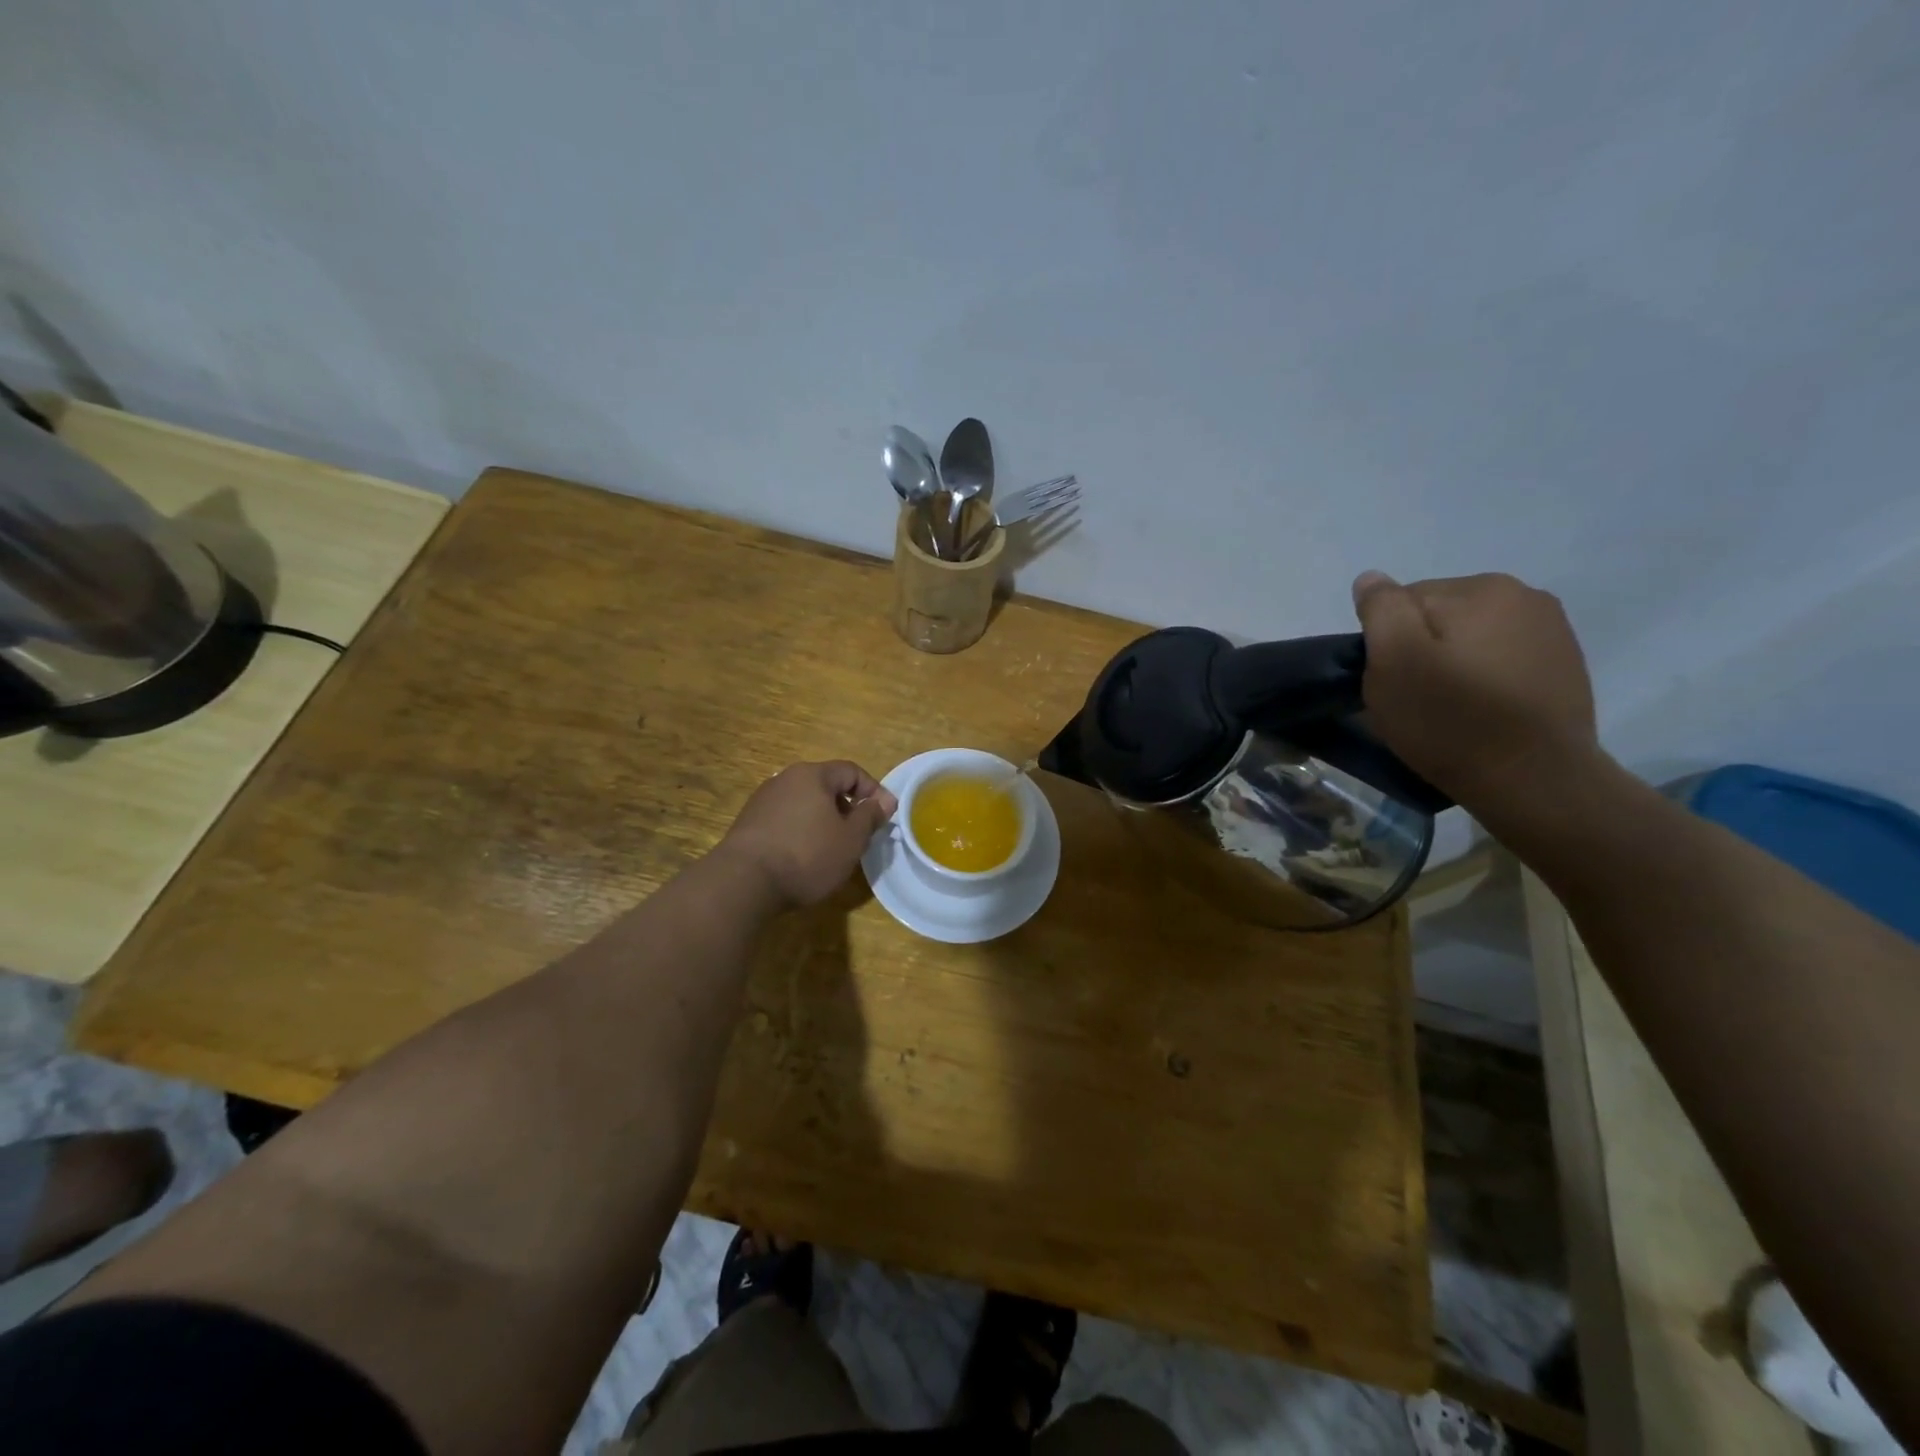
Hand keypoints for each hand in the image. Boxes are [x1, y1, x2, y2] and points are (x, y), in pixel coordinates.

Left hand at [717, 761, 897, 908]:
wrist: (743, 882)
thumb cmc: (807, 855)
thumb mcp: (850, 839)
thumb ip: (870, 816)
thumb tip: (883, 801)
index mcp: (813, 775)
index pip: (851, 771)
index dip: (873, 791)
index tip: (885, 815)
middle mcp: (785, 779)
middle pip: (826, 786)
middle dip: (847, 807)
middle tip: (860, 834)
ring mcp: (763, 800)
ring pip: (805, 803)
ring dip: (824, 820)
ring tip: (833, 848)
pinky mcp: (748, 823)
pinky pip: (786, 819)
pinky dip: (801, 831)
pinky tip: (804, 857)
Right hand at [1351, 571, 1603, 813]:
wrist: (1535, 781)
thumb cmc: (1452, 720)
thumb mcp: (1395, 661)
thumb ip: (1381, 610)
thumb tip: (1372, 579)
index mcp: (1481, 588)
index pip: (1404, 601)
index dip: (1387, 643)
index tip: (1393, 681)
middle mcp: (1524, 595)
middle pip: (1439, 616)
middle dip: (1421, 650)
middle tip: (1418, 699)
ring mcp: (1551, 631)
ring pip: (1470, 638)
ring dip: (1453, 664)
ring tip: (1451, 708)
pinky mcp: (1563, 665)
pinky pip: (1500, 659)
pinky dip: (1484, 679)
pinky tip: (1483, 711)